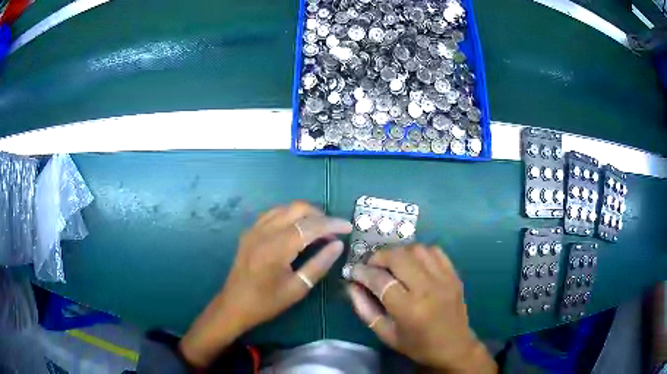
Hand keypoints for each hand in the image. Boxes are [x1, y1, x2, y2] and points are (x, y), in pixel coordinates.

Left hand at [179, 201, 351, 367]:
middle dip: (319, 214)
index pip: (310, 226)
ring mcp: (254, 229)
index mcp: (276, 248)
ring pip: (284, 207)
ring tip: (319, 229)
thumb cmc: (266, 302)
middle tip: (334, 231)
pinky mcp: (249, 231)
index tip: (348, 227)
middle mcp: (263, 232)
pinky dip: (289, 215)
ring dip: (304, 213)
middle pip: (297, 209)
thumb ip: (319, 264)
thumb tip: (338, 245)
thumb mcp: (297, 289)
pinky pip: (272, 213)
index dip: (331, 224)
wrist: (234, 305)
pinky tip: (297, 228)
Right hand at [348, 245, 496, 372]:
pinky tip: (413, 262)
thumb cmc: (417, 345)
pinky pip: (435, 251)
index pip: (380, 280)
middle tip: (371, 265)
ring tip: (392, 263)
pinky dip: (419, 252)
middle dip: (379, 257)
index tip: (354, 271)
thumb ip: (365, 309)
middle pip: (398, 257)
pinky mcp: (454, 275)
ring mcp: (444, 279)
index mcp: (409, 309)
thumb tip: (351, 285)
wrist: (454, 347)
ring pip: (417, 249)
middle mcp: (428, 289)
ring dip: (399, 252)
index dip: (362, 272)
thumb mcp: (386, 334)